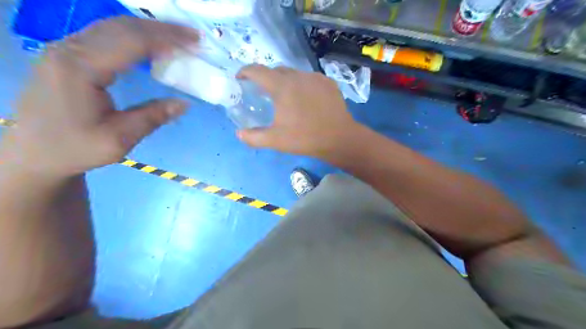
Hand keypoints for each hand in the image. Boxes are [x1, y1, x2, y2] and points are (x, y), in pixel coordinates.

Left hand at [0, 15, 198, 176]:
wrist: (34, 153)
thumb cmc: (75, 148)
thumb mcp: (119, 139)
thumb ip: (152, 117)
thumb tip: (184, 103)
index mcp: (80, 68)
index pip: (131, 41)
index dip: (167, 38)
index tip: (195, 40)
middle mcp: (68, 49)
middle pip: (122, 27)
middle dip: (161, 29)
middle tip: (192, 36)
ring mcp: (64, 49)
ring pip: (113, 27)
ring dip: (148, 30)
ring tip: (177, 38)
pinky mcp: (67, 55)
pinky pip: (105, 35)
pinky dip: (134, 36)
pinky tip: (150, 45)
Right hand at [233, 64, 356, 158]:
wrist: (339, 138)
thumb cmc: (305, 138)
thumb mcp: (276, 140)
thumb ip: (254, 137)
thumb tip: (239, 134)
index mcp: (282, 86)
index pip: (257, 71)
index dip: (245, 72)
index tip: (240, 78)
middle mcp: (298, 76)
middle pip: (276, 70)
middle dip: (266, 78)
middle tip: (264, 93)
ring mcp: (315, 77)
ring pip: (294, 74)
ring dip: (286, 82)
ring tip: (286, 98)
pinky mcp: (328, 83)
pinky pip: (310, 79)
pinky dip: (302, 85)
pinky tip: (306, 100)